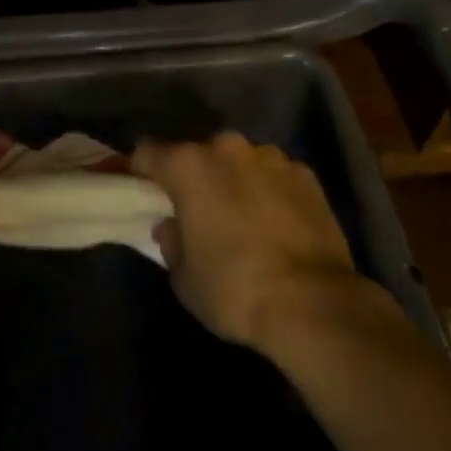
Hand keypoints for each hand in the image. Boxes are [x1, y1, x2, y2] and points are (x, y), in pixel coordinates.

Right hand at [133, 132, 361, 356]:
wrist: (313, 303)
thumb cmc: (234, 289)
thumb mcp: (183, 278)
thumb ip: (171, 241)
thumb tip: (173, 226)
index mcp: (189, 164)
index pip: (146, 153)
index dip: (137, 171)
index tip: (137, 191)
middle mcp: (228, 147)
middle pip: (197, 154)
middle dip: (192, 178)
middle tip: (194, 213)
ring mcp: (271, 156)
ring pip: (238, 162)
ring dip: (232, 182)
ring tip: (241, 220)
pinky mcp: (306, 173)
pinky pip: (273, 176)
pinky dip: (268, 192)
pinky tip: (276, 225)